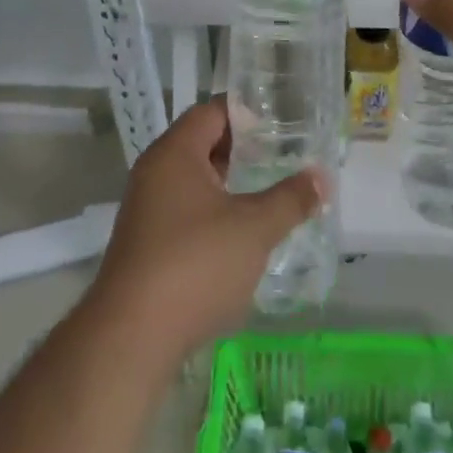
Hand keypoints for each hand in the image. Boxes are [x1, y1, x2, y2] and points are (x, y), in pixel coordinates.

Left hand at [91, 98, 325, 359]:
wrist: (129, 340)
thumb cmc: (194, 265)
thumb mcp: (253, 229)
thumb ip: (290, 199)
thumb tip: (322, 177)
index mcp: (175, 152)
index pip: (212, 111)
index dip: (246, 111)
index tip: (280, 120)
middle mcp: (154, 172)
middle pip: (201, 144)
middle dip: (241, 149)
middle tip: (281, 155)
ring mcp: (145, 211)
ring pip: (193, 182)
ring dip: (227, 185)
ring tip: (267, 193)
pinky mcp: (144, 247)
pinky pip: (183, 213)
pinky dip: (212, 214)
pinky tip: (239, 237)